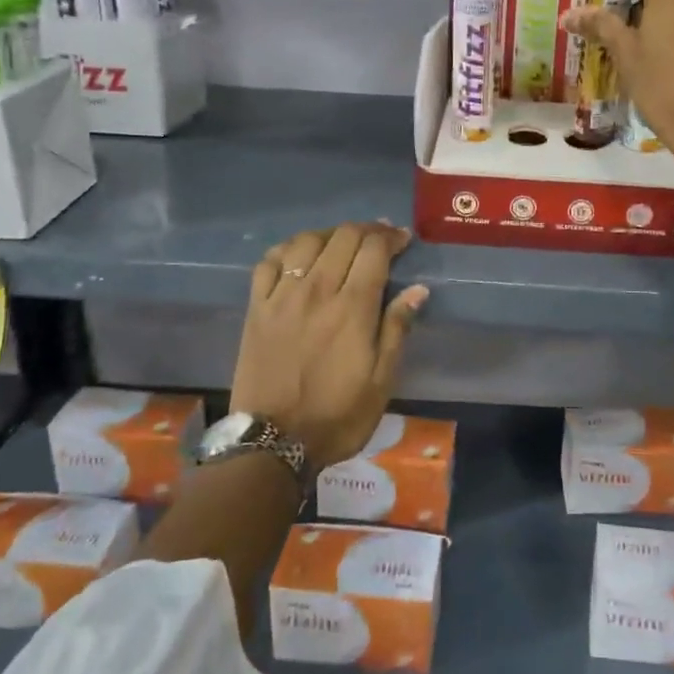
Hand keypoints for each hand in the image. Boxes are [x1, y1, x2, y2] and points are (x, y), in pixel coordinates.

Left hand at [230, 222, 429, 471]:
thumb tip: (417, 289)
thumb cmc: (337, 416)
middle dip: (367, 230)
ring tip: (342, 242)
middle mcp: (317, 290)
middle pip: (343, 237)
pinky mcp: (256, 308)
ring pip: (305, 242)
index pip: (374, 250)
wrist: (273, 443)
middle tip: (380, 238)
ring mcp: (281, 297)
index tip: (403, 239)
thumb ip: (396, 329)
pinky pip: (268, 262)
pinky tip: (298, 254)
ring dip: (330, 234)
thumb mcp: (381, 381)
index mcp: (352, 307)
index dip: (392, 237)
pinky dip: (287, 249)